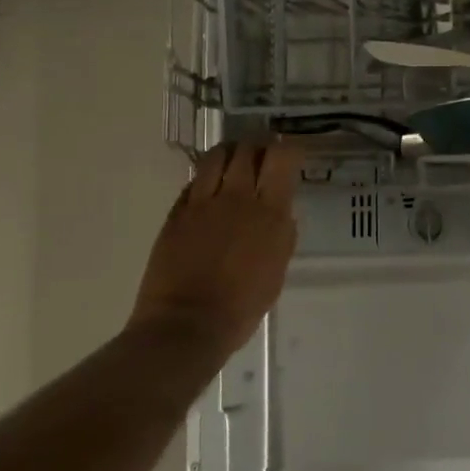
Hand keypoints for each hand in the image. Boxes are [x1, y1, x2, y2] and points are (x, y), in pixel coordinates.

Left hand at [129, 139, 300, 357]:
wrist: (188, 324)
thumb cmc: (242, 306)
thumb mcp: (277, 270)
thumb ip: (281, 235)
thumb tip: (280, 213)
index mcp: (270, 212)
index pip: (282, 157)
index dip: (289, 148)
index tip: (291, 154)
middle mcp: (238, 197)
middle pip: (248, 149)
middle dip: (259, 146)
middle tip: (263, 155)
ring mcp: (203, 201)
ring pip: (217, 155)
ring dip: (230, 153)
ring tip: (234, 162)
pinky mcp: (177, 212)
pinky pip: (194, 180)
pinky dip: (206, 176)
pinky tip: (210, 188)